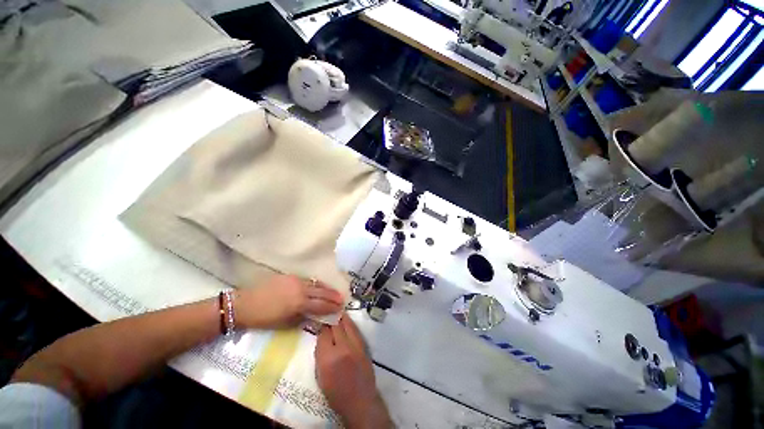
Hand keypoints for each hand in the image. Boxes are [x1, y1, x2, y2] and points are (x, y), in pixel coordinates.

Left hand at [234, 275, 343, 328]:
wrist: (244, 303)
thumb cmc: (263, 318)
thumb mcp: (284, 323)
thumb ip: (302, 318)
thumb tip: (314, 316)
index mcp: (299, 302)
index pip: (321, 304)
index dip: (331, 307)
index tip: (340, 308)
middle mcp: (301, 289)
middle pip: (322, 291)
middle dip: (333, 295)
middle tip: (342, 298)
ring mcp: (296, 280)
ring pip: (315, 283)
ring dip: (326, 288)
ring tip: (333, 291)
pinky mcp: (290, 276)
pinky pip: (307, 280)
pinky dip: (315, 284)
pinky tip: (318, 286)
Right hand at [315, 314, 391, 428]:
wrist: (360, 401)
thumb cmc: (336, 393)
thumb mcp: (321, 375)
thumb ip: (321, 353)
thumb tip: (322, 336)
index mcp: (328, 358)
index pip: (324, 333)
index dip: (322, 325)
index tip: (320, 319)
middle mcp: (343, 348)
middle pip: (336, 325)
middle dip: (331, 317)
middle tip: (328, 312)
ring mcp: (356, 345)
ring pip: (348, 324)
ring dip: (342, 317)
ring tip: (337, 312)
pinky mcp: (364, 346)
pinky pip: (355, 329)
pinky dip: (350, 324)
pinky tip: (347, 321)